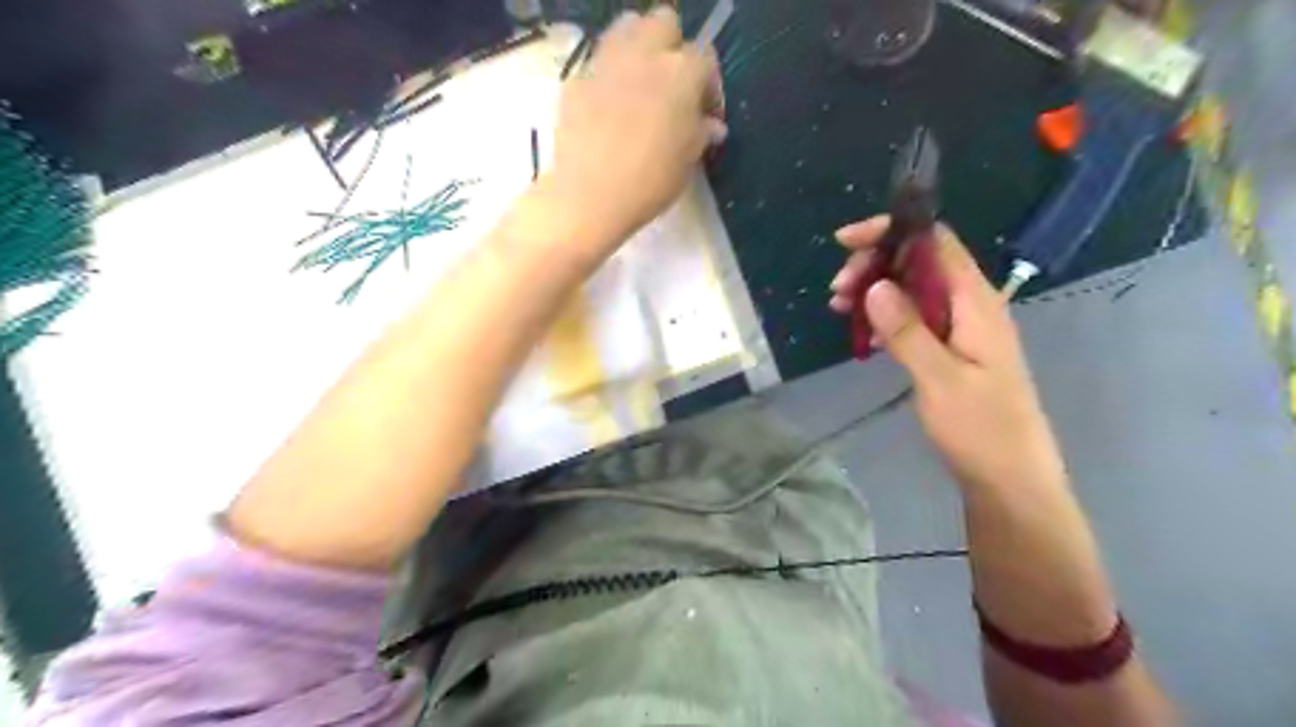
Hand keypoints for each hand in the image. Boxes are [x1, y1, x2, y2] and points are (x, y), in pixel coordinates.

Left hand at [543, 6, 727, 248]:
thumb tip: (711, 126)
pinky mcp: (575, 80)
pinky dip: (606, 78)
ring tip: (640, 84)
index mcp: (681, 73)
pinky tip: (607, 108)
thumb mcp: (687, 162)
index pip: (705, 58)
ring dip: (638, 47)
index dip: (710, 87)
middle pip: (663, 23)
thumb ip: (701, 134)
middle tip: (673, 85)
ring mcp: (605, 63)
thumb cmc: (650, 182)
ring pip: (625, 28)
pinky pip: (596, 64)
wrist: (590, 196)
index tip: (707, 115)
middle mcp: (644, 55)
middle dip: (673, 47)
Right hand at [836, 219, 1067, 497]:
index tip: (847, 243)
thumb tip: (876, 286)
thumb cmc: (982, 431)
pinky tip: (863, 332)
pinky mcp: (950, 349)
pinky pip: (913, 318)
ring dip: (875, 291)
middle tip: (837, 290)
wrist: (1010, 480)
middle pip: (920, 262)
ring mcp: (960, 328)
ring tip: (839, 307)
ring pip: (912, 290)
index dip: (892, 232)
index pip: (935, 243)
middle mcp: (970, 306)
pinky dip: (885, 317)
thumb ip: (908, 331)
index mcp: (976, 303)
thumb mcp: (940, 380)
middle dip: (875, 265)